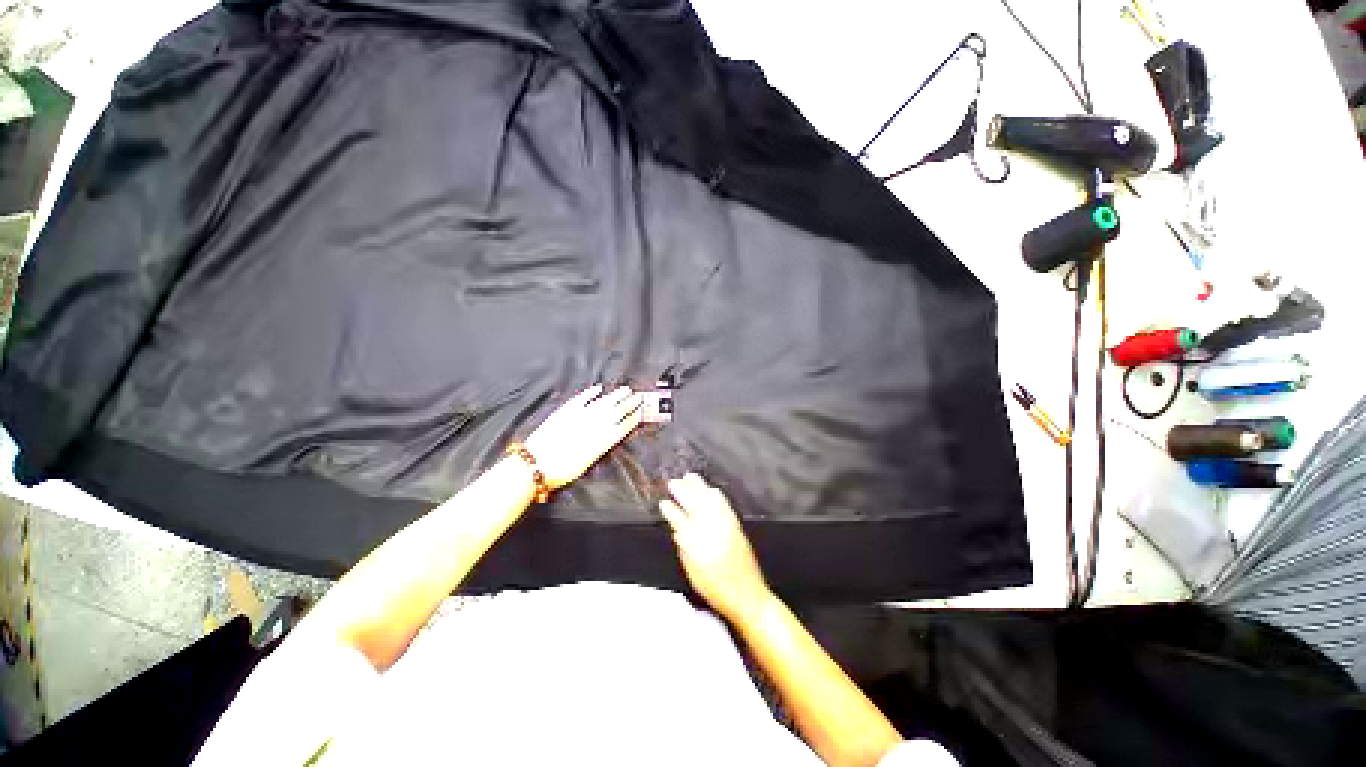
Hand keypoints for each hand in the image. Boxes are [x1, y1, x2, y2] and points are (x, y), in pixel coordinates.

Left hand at [525, 385, 644, 489]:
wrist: (534, 466)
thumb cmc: (560, 472)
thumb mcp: (586, 465)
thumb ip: (600, 448)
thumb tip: (611, 436)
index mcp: (600, 442)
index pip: (622, 426)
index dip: (633, 418)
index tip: (642, 411)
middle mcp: (592, 427)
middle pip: (615, 412)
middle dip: (628, 404)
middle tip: (638, 397)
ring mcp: (578, 417)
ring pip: (602, 403)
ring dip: (615, 396)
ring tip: (625, 390)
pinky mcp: (564, 412)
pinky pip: (581, 400)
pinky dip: (590, 394)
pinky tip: (598, 389)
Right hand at [659, 474, 771, 622]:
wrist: (747, 596)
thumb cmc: (716, 590)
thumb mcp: (693, 573)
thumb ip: (685, 549)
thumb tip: (678, 531)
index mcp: (696, 544)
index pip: (679, 521)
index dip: (671, 511)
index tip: (663, 503)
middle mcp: (710, 530)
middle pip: (694, 505)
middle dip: (683, 492)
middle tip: (673, 482)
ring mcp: (725, 525)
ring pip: (709, 501)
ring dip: (699, 488)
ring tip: (690, 477)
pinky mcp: (736, 526)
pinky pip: (724, 505)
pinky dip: (716, 495)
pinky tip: (712, 490)